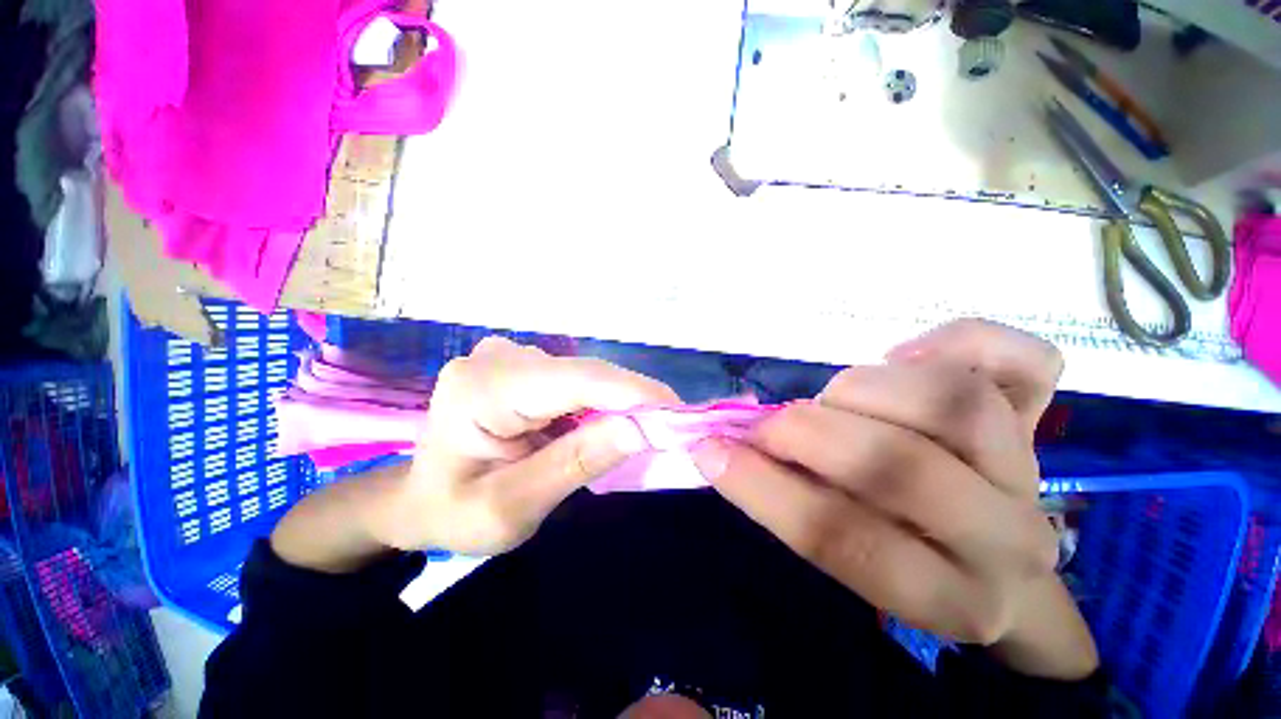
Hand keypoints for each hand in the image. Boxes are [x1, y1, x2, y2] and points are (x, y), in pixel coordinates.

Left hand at [372, 337, 677, 554]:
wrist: (420, 498)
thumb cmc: (455, 513)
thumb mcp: (512, 507)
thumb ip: (575, 464)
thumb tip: (639, 430)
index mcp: (482, 389)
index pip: (574, 381)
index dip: (633, 393)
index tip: (680, 414)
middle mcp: (498, 358)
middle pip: (585, 375)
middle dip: (633, 402)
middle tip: (672, 432)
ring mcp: (511, 356)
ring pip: (587, 376)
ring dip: (619, 404)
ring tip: (644, 434)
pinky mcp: (524, 364)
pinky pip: (577, 381)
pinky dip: (601, 403)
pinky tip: (608, 426)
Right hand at [692, 320, 1097, 678]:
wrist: (995, 557)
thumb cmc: (903, 559)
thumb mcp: (849, 557)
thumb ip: (791, 500)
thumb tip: (723, 447)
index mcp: (949, 597)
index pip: (843, 540)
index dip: (762, 489)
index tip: (709, 452)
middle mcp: (1005, 539)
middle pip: (898, 464)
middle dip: (803, 433)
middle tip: (764, 425)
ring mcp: (1029, 469)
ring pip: (950, 401)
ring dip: (860, 390)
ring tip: (834, 399)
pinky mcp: (1042, 419)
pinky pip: (1026, 363)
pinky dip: (959, 341)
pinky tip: (908, 354)